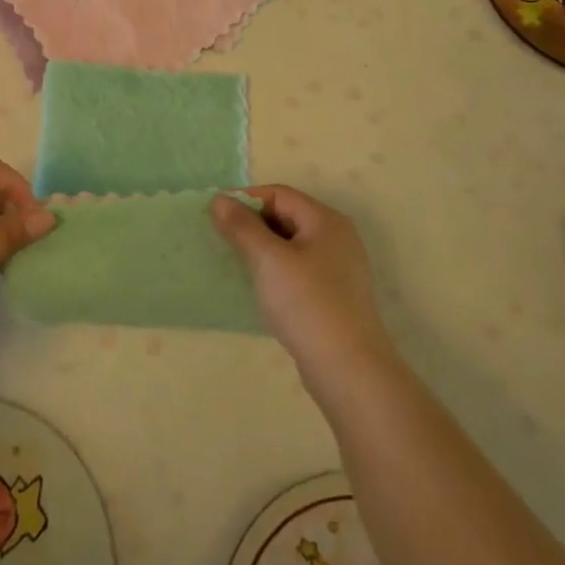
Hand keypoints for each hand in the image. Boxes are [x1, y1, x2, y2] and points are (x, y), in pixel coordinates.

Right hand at [212, 186, 390, 382]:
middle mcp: (337, 238)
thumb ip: (241, 226)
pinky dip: (276, 271)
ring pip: (291, 245)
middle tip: (223, 241)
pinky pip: (298, 269)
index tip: (216, 218)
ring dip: (262, 249)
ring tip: (237, 263)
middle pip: (286, 216)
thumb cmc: (307, 303)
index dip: (245, 200)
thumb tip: (219, 199)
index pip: (279, 194)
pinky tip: (261, 288)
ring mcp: (339, 269)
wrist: (349, 370)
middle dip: (252, 224)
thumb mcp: (268, 259)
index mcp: (325, 220)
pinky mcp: (335, 296)